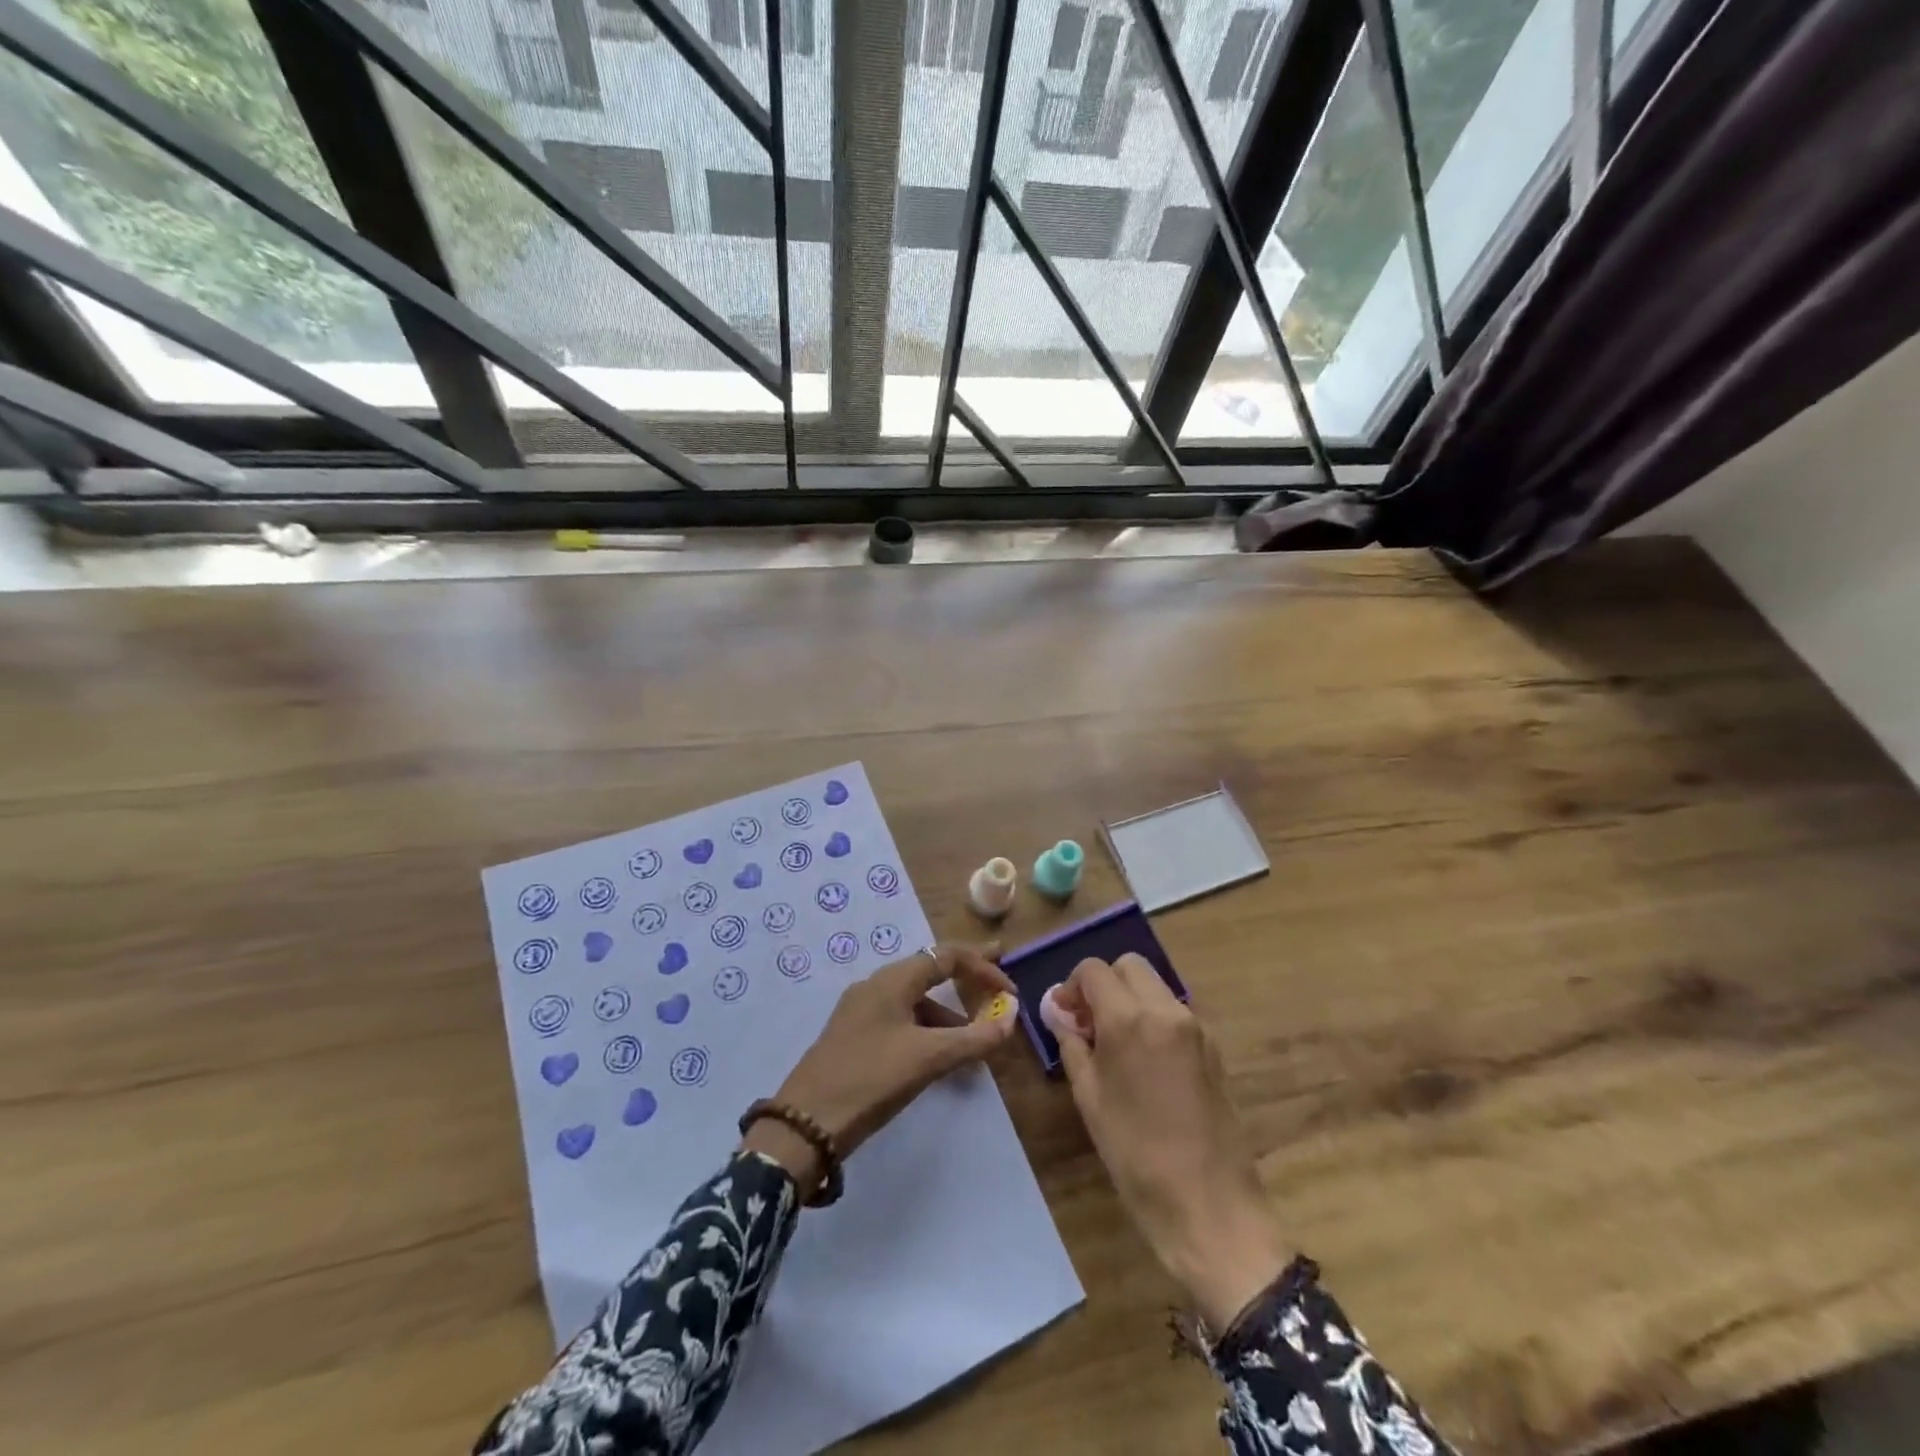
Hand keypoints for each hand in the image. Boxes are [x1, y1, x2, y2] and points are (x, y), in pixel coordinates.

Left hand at [741, 943, 1018, 1195]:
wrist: (805, 1124)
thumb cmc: (870, 1079)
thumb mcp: (927, 1059)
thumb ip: (972, 1039)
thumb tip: (1008, 1021)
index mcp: (893, 980)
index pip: (946, 956)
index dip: (983, 967)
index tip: (1009, 988)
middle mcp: (876, 985)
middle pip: (930, 971)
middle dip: (966, 979)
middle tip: (997, 986)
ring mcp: (862, 1010)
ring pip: (916, 1001)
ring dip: (948, 1015)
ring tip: (974, 1043)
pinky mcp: (854, 1036)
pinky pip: (901, 1021)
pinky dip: (927, 1032)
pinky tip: (939, 1059)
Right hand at [1052, 955, 1286, 1331]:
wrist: (1210, 1206)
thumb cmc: (1136, 1155)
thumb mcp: (1089, 1098)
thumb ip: (1072, 1043)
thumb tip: (1060, 1013)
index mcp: (1130, 1019)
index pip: (1094, 970)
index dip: (1072, 986)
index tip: (1064, 1016)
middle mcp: (1166, 1010)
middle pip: (1130, 966)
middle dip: (1104, 984)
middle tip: (1089, 1024)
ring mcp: (1196, 1027)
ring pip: (1155, 986)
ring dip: (1130, 999)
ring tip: (1116, 1045)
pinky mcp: (1214, 1048)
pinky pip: (1175, 1013)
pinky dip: (1154, 1018)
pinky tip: (1145, 1063)